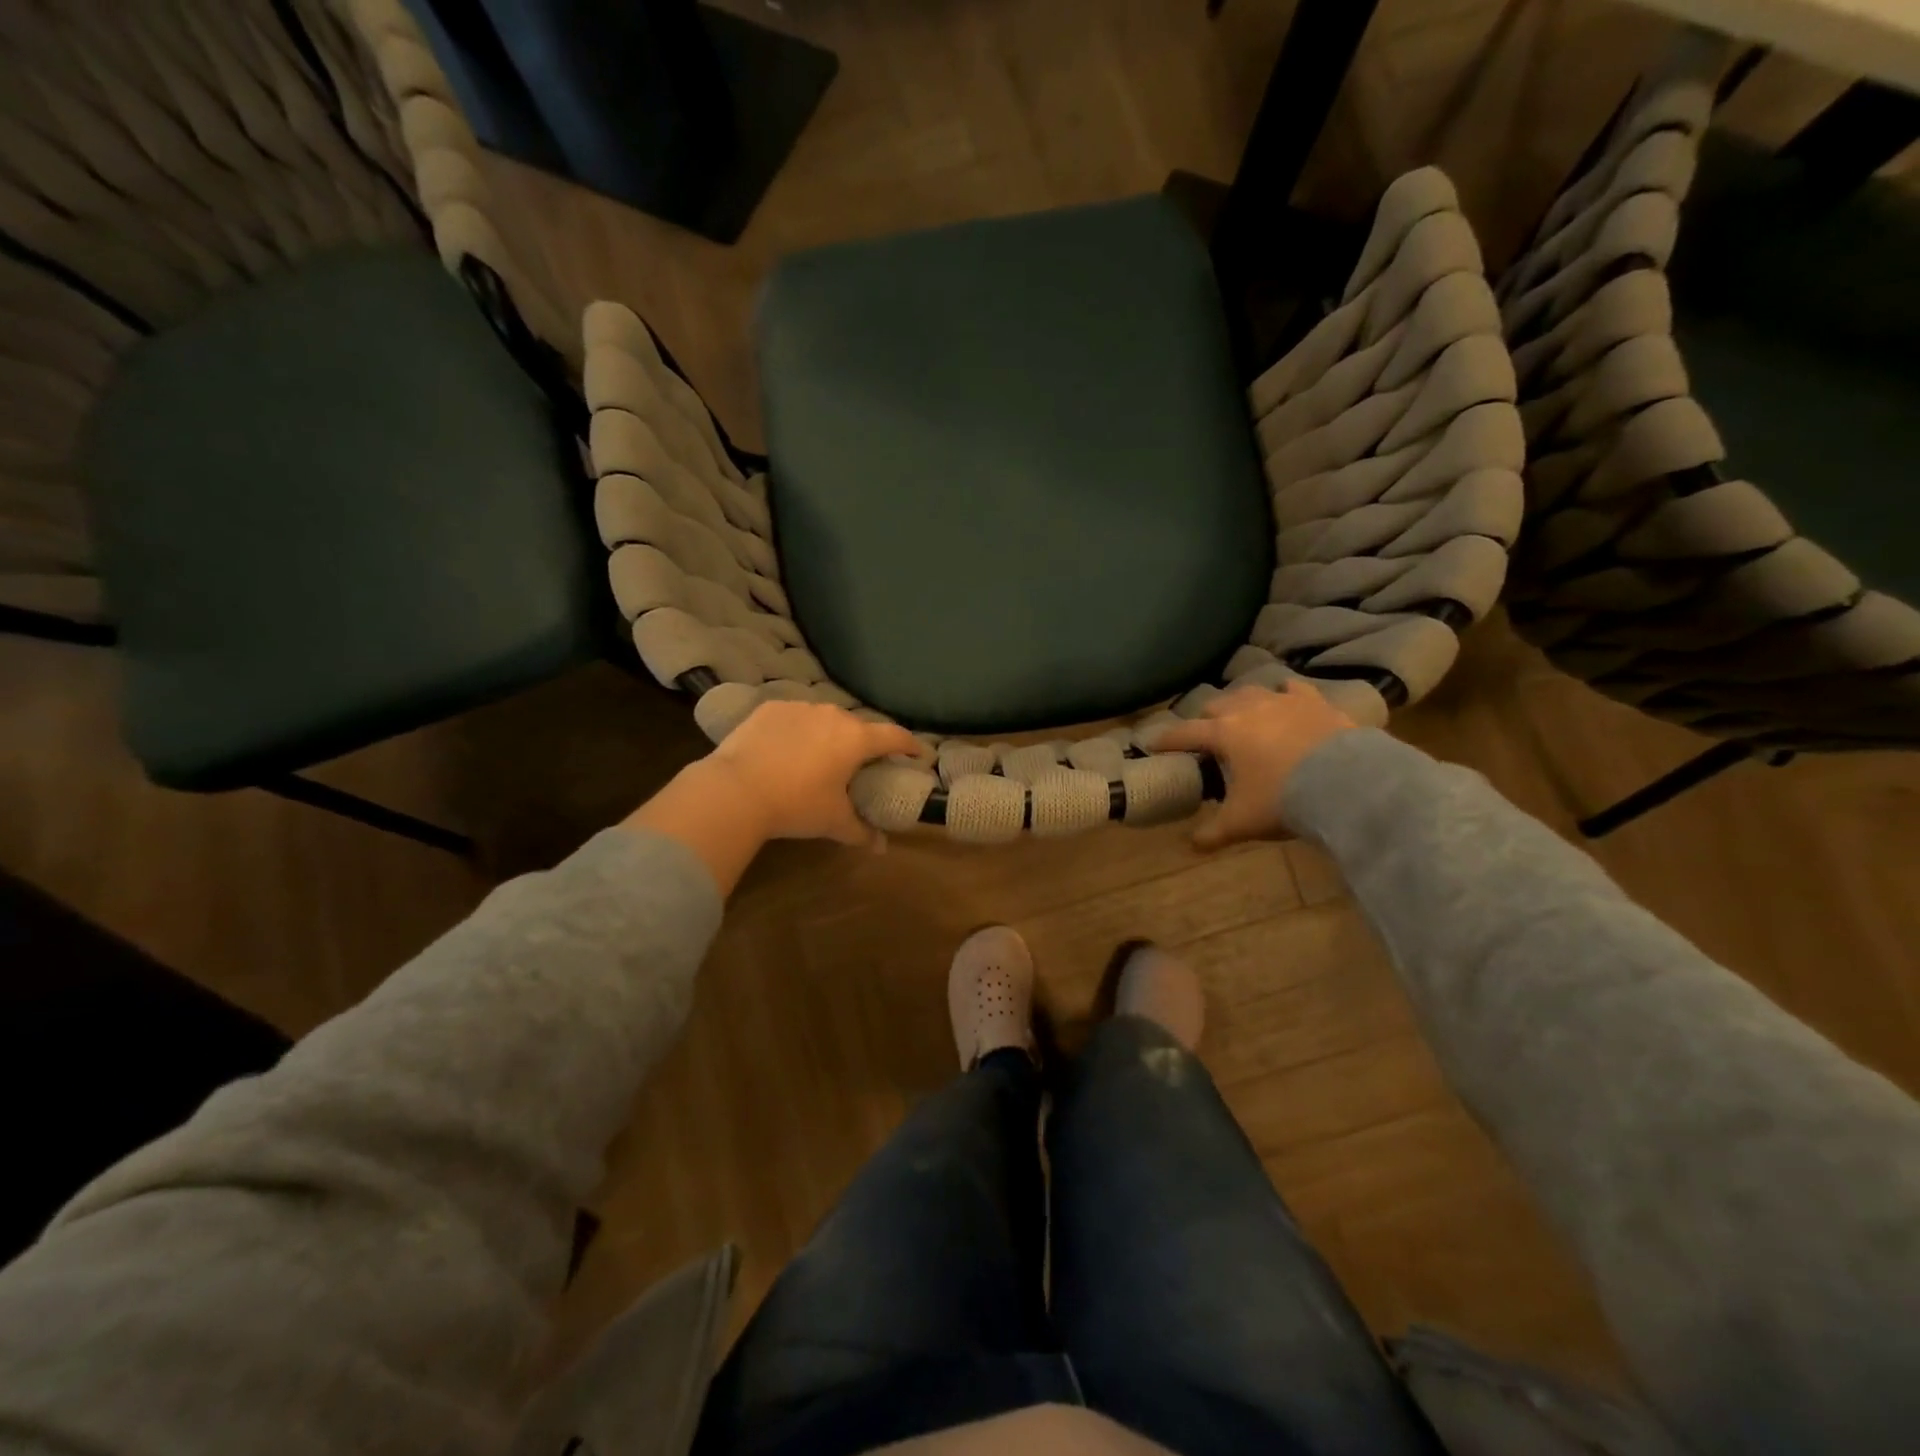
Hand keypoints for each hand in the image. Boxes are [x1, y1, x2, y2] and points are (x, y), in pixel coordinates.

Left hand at [703, 700, 922, 845]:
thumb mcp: (832, 821)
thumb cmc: (796, 805)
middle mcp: (833, 715)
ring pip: (824, 719)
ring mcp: (800, 707)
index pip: (894, 736)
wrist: (736, 790)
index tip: (919, 754)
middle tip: (859, 763)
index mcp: (856, 739)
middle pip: (858, 726)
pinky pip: (793, 717)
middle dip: (863, 743)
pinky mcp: (771, 708)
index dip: (911, 745)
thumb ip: (861, 832)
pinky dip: (797, 730)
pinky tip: (786, 749)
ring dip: (828, 735)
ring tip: (818, 756)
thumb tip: (881, 848)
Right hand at [1156, 681, 1356, 850]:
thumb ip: (1213, 832)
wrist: (1347, 783)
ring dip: (1241, 702)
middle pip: (1216, 705)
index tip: (1152, 742)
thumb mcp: (1242, 822)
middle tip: (1206, 735)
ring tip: (1243, 715)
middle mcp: (1248, 709)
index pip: (1184, 733)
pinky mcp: (1315, 702)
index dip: (1166, 739)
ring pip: (1251, 690)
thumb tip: (1191, 846)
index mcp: (1224, 734)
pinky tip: (1286, 700)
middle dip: (1206, 718)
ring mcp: (1283, 701)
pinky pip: (1293, 689)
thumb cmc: (1284, 799)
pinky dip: (1284, 695)